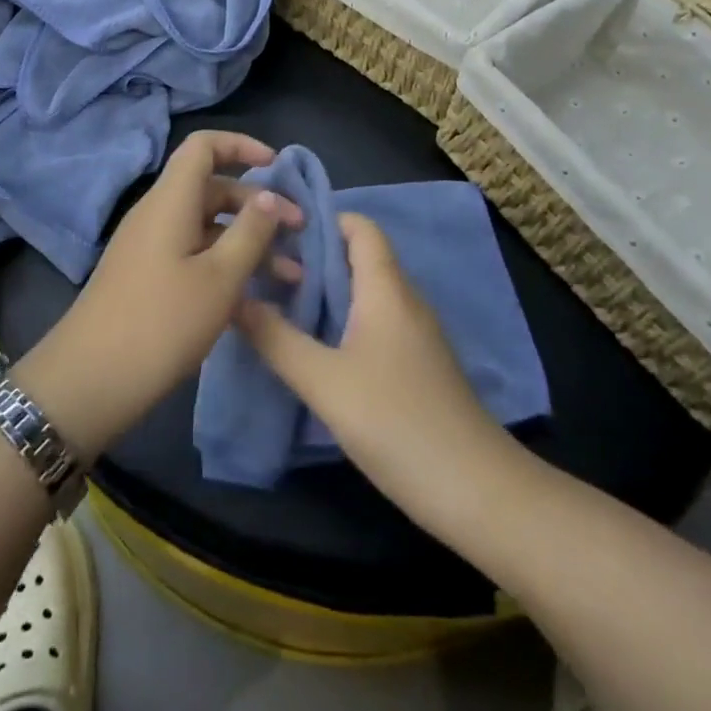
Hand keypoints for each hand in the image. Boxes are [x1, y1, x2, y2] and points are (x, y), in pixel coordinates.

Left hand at [13, 131, 300, 461]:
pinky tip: (256, 297)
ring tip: (290, 274)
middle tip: (299, 232)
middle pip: (212, 188)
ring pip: (207, 226)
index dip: (241, 146)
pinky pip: (194, 254)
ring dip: (248, 242)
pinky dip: (226, 264)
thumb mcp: (219, 279)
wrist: (89, 381)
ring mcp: (151, 247)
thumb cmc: (161, 323)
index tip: (277, 167)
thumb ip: (250, 232)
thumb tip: (271, 195)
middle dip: (258, 205)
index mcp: (171, 201)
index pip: (203, 146)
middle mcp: (159, 214)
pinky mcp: (149, 277)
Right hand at [236, 213, 515, 527]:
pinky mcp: (417, 364)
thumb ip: (276, 339)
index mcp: (386, 288)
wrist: (476, 491)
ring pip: (365, 292)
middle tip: (264, 269)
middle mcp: (404, 299)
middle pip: (358, 257)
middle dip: (312, 257)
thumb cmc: (397, 422)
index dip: (321, 219)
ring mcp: (414, 333)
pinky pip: (375, 321)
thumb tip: (234, 298)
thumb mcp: (324, 382)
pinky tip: (314, 345)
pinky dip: (342, 319)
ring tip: (278, 302)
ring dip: (325, 291)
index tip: (277, 231)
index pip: (359, 226)